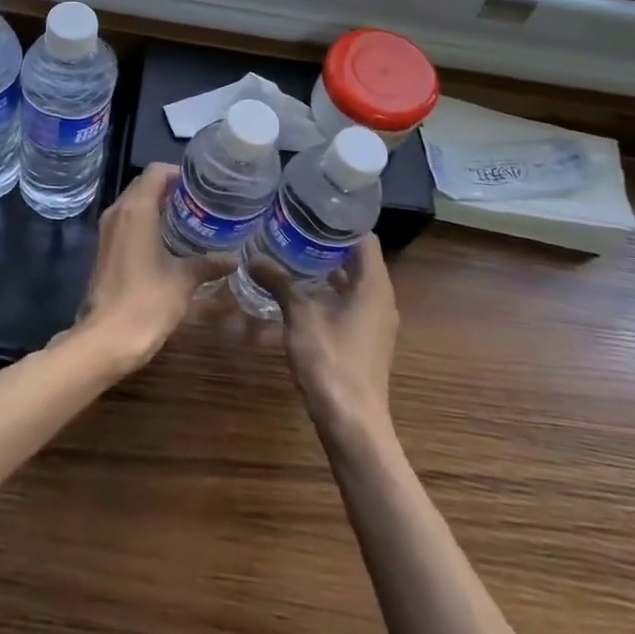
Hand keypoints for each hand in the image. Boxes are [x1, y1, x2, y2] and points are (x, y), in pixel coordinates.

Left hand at [73, 164, 222, 371]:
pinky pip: (127, 222)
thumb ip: (208, 263)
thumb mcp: (183, 280)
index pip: (156, 172)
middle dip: (171, 189)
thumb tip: (234, 258)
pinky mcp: (105, 248)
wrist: (107, 338)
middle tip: (201, 202)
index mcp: (136, 209)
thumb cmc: (147, 302)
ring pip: (134, 203)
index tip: (202, 186)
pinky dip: (147, 222)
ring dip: (158, 206)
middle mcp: (118, 212)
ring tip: (190, 219)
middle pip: (144, 185)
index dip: (179, 173)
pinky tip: (169, 241)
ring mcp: (108, 230)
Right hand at [249, 235, 398, 434]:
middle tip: (295, 227)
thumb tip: (253, 258)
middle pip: (359, 260)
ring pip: (353, 284)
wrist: (352, 423)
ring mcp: (375, 323)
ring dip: (327, 270)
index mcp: (374, 287)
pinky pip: (350, 304)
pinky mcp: (365, 341)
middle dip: (328, 244)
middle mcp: (381, 300)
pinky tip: (300, 292)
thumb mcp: (300, 316)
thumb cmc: (331, 362)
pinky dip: (329, 293)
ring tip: (293, 253)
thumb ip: (279, 283)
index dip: (342, 223)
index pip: (365, 239)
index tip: (313, 210)